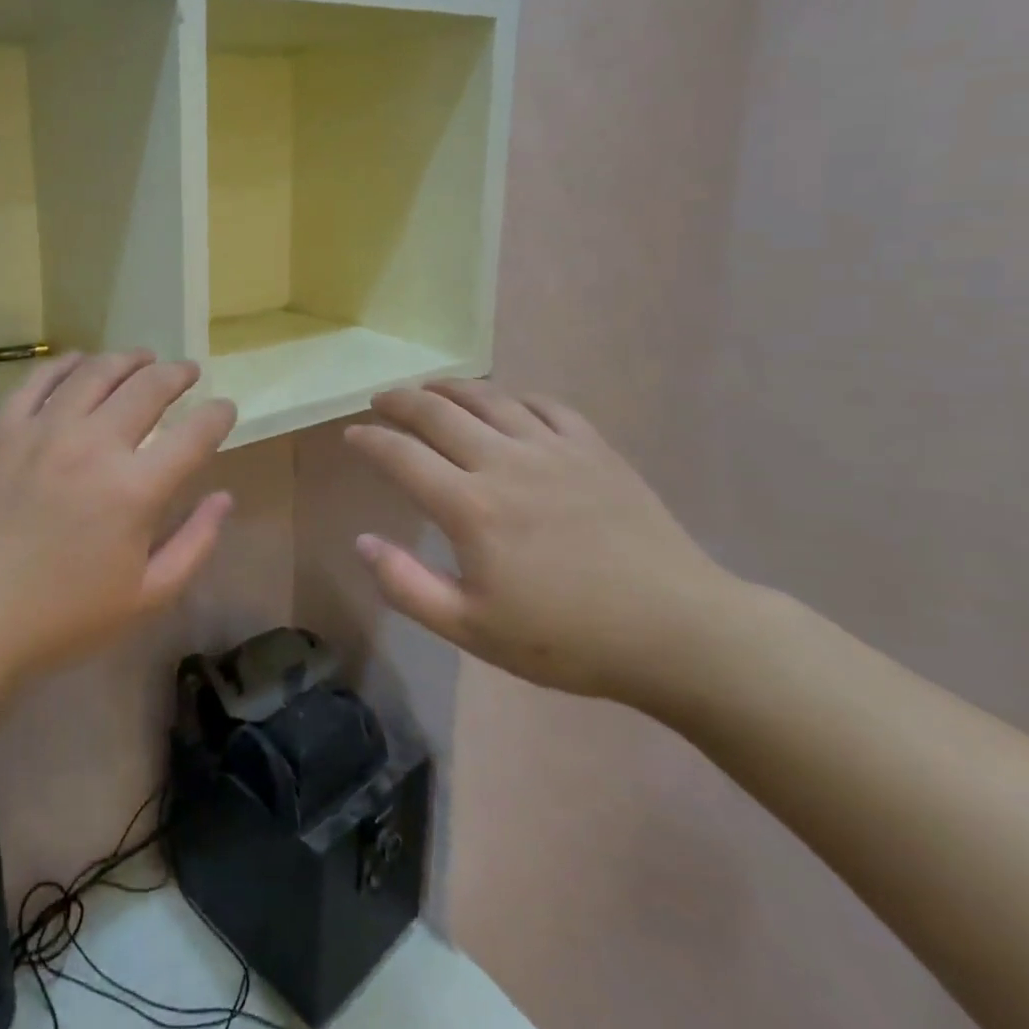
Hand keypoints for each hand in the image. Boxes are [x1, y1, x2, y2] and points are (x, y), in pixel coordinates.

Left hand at [0, 352, 237, 716]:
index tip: (225, 409)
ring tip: (144, 358)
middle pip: (149, 387)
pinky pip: (40, 378)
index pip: (195, 434)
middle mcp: (94, 445)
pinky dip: (67, 363)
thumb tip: (223, 497)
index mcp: (135, 490)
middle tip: (188, 373)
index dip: (218, 416)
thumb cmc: (60, 618)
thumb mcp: (145, 597)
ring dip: (129, 359)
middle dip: (178, 374)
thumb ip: (195, 544)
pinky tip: (81, 362)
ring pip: (97, 372)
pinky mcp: (3, 428)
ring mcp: (44, 430)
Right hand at [344, 380, 746, 710]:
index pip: (401, 456)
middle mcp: (504, 462)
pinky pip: (543, 404)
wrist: (676, 631)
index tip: (352, 433)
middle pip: (437, 412)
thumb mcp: (473, 630)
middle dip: (399, 400)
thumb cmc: (568, 639)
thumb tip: (362, 541)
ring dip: (448, 389)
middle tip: (380, 400)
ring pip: (487, 398)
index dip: (370, 440)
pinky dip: (511, 397)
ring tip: (429, 390)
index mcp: (470, 507)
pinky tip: (504, 404)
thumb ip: (408, 586)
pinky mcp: (592, 447)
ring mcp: (552, 448)